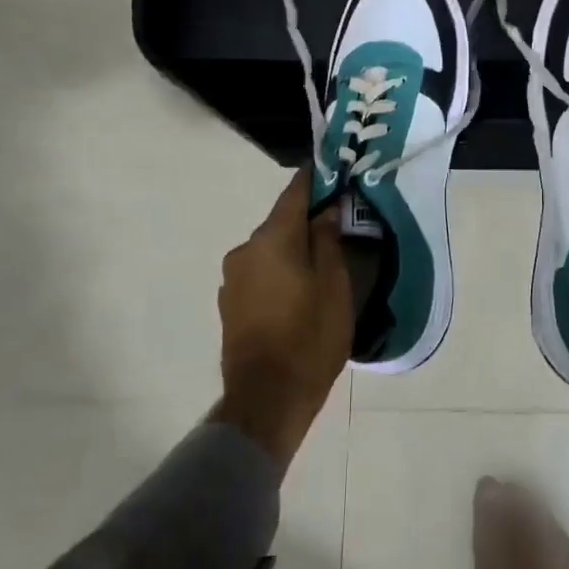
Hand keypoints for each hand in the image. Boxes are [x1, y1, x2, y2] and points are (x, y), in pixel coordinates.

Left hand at [213, 168, 353, 469]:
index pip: (295, 192)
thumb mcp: (334, 285)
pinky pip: (260, 271)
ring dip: (293, 248)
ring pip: (270, 248)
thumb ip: (327, 240)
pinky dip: (280, 270)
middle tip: (339, 223)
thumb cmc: (309, 337)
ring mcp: (232, 277)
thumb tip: (326, 209)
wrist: (266, 400)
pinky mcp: (229, 303)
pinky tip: (298, 289)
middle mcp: (245, 249)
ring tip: (322, 262)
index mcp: (272, 238)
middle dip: (308, 219)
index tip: (334, 169)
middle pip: (282, 221)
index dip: (315, 178)